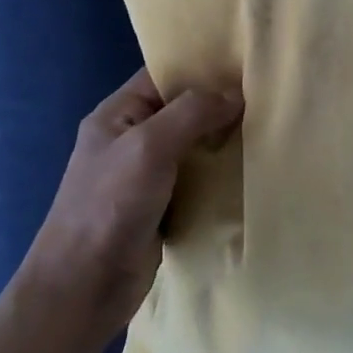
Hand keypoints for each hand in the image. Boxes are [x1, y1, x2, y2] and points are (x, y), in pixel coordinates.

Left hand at [26, 68, 242, 341]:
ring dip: (225, 142)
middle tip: (267, 96)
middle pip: (183, 110)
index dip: (201, 67)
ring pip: (195, 147)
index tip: (245, 62)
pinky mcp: (164, 208)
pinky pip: (199, 180)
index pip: (163, 76)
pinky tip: (253, 168)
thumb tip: (236, 94)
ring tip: (269, 127)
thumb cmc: (109, 206)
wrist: (83, 289)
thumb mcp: (149, 147)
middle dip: (220, 105)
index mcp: (117, 115)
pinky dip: (222, 175)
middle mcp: (132, 139)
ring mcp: (148, 176)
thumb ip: (192, 113)